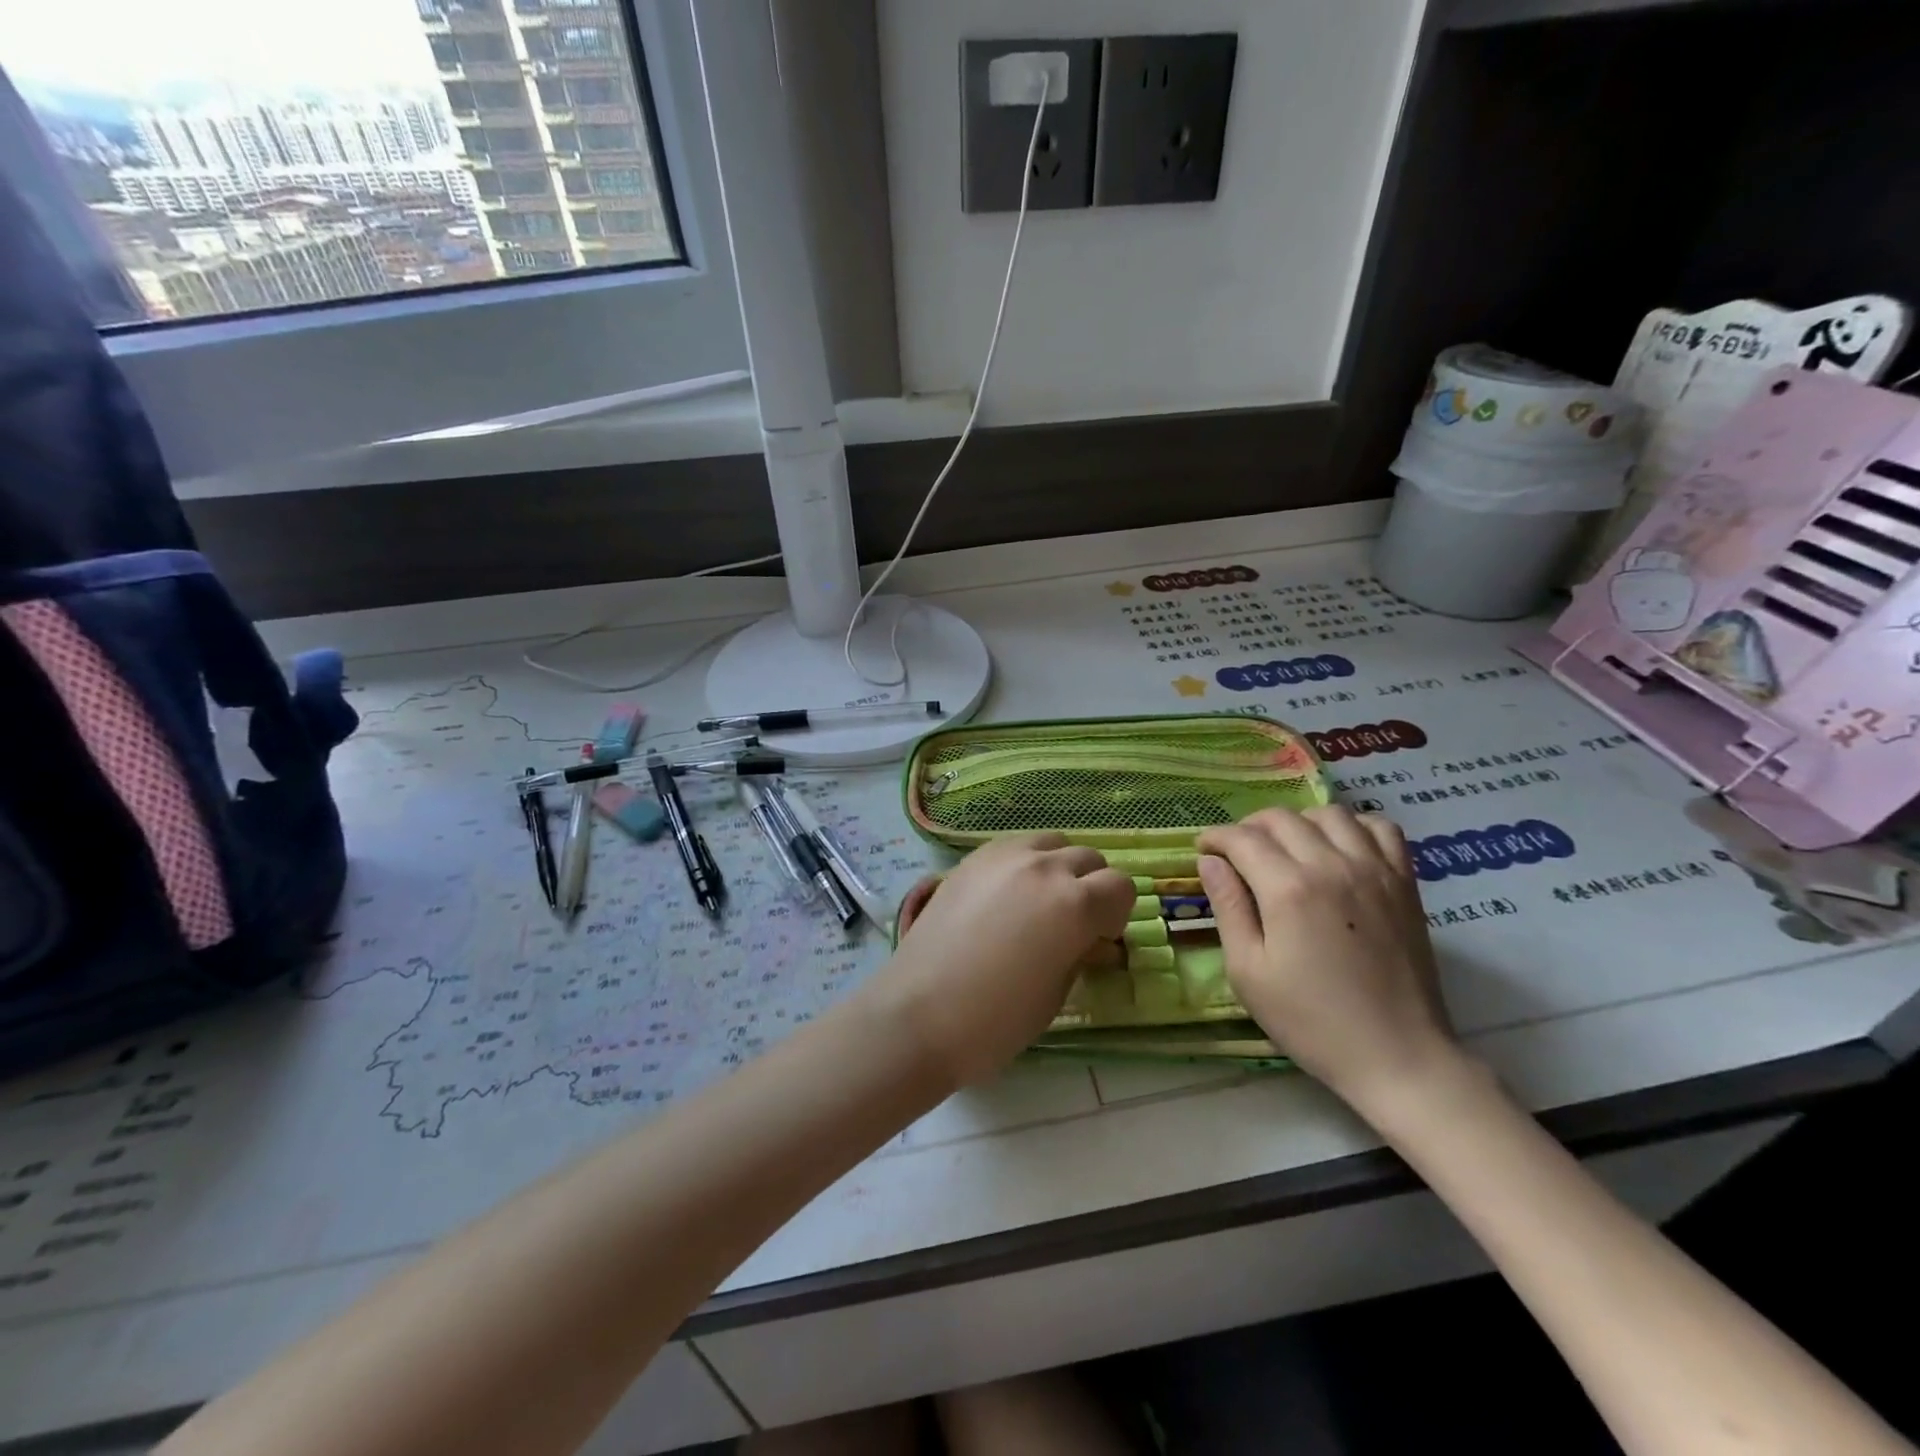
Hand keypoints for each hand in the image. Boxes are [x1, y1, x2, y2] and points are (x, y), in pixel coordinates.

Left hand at [872, 834, 1134, 1085]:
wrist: (917, 1014)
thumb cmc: (996, 1020)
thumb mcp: (1056, 993)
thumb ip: (1082, 954)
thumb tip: (1094, 940)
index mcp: (1075, 903)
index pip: (1121, 887)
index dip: (1117, 914)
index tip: (1100, 939)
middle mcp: (1044, 867)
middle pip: (1088, 858)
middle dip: (1091, 887)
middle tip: (1072, 922)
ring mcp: (1003, 856)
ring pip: (1051, 843)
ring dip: (1058, 867)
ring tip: (1039, 902)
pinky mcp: (971, 859)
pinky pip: (1014, 846)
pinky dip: (1024, 862)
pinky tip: (1006, 895)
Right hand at [1196, 807, 1461, 1113]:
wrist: (1397, 1056)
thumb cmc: (1311, 1021)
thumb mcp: (1248, 972)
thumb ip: (1228, 907)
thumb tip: (1210, 862)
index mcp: (1288, 889)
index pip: (1242, 839)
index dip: (1215, 839)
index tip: (1203, 851)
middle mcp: (1332, 865)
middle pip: (1281, 818)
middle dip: (1249, 827)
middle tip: (1236, 853)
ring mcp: (1374, 870)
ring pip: (1329, 813)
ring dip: (1298, 822)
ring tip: (1286, 847)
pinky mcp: (1404, 883)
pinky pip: (1380, 828)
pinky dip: (1353, 826)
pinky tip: (1338, 848)